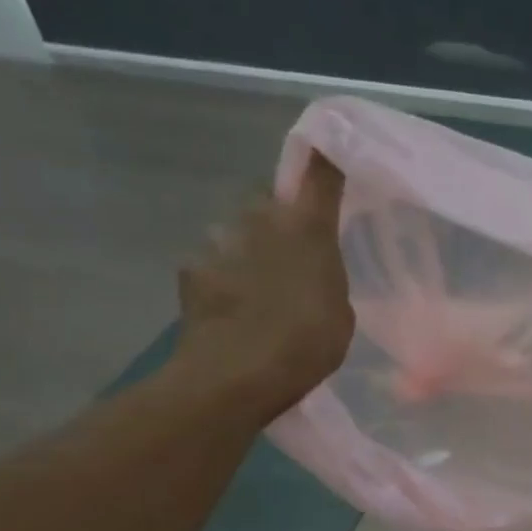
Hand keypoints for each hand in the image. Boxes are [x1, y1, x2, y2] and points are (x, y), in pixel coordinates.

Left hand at [173, 154, 353, 422]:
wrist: (233, 376)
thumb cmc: (305, 345)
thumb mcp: (341, 313)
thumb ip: (326, 277)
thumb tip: (309, 267)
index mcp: (306, 228)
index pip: (319, 173)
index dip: (326, 159)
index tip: (332, 153)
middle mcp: (260, 219)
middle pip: (269, 200)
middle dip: (280, 217)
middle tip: (294, 252)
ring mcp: (219, 240)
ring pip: (239, 230)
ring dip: (249, 248)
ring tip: (261, 289)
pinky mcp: (190, 267)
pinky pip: (215, 260)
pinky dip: (224, 275)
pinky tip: (234, 307)